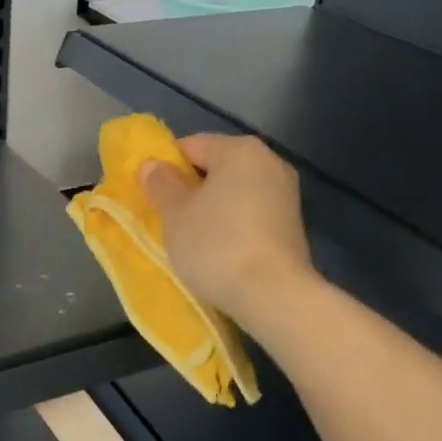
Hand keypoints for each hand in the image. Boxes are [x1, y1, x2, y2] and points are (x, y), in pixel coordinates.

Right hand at [139, 134, 313, 328]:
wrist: (272, 294)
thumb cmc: (215, 245)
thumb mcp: (175, 213)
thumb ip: (161, 184)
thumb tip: (151, 166)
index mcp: (240, 150)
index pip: (190, 146)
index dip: (164, 168)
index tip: (150, 196)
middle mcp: (269, 163)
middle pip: (215, 168)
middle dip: (189, 189)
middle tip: (166, 218)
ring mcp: (286, 195)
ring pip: (233, 193)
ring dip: (210, 209)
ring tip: (190, 238)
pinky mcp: (292, 225)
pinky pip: (250, 214)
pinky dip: (231, 225)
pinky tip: (217, 250)